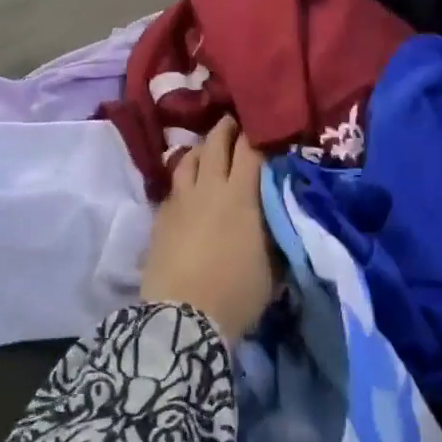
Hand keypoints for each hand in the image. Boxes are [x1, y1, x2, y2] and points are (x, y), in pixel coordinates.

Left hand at [140, 117, 278, 339]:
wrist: (183, 318)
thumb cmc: (236, 294)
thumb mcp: (272, 265)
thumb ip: (276, 232)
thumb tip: (281, 215)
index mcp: (241, 196)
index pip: (250, 150)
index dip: (258, 133)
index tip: (266, 126)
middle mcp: (209, 188)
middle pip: (215, 143)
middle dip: (226, 128)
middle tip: (235, 122)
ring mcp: (181, 200)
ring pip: (189, 158)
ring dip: (201, 149)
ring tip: (209, 149)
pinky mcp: (161, 217)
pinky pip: (174, 185)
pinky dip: (184, 177)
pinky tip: (188, 186)